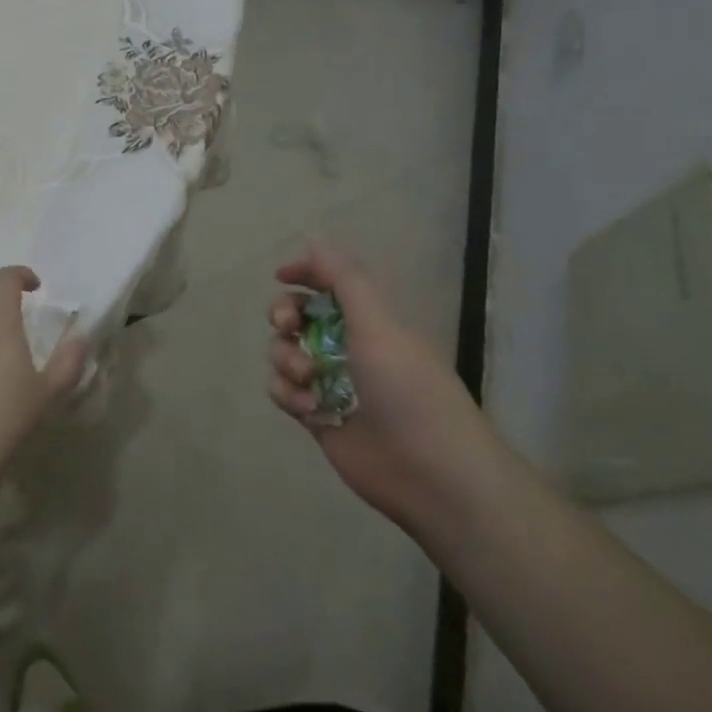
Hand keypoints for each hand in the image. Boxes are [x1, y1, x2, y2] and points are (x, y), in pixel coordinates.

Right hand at [266, 241, 499, 529]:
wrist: (430, 473)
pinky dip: (287, 394)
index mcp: (370, 320)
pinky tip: (309, 409)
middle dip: (284, 315)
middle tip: (287, 325)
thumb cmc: (409, 390)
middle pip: (297, 315)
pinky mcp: (315, 415)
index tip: (282, 276)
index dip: (305, 273)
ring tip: (308, 379)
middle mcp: (347, 346)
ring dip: (287, 359)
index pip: (330, 283)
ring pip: (284, 352)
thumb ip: (344, 279)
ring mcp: (330, 382)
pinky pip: (282, 390)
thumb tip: (313, 238)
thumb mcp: (379, 325)